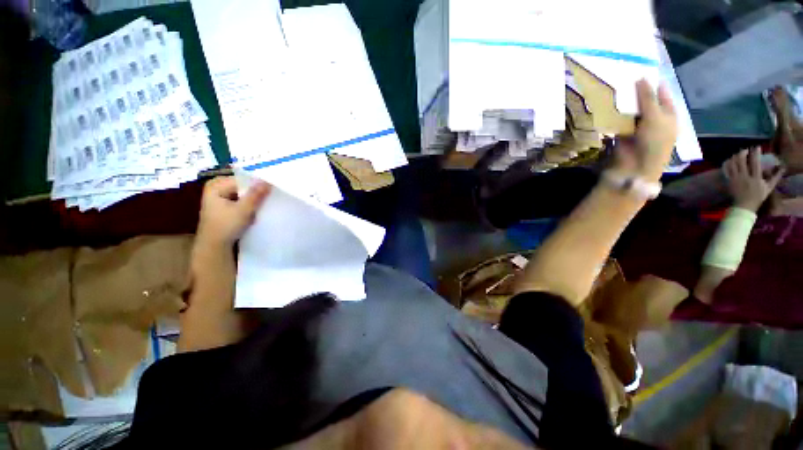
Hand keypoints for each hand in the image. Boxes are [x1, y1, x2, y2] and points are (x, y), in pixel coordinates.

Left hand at [196, 176, 270, 247]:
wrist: (214, 246)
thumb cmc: (225, 227)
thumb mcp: (243, 210)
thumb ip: (256, 195)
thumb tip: (268, 180)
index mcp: (216, 185)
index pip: (243, 180)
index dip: (258, 184)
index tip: (272, 190)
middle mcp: (216, 187)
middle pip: (243, 186)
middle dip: (256, 192)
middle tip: (270, 198)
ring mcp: (220, 197)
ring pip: (243, 193)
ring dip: (254, 199)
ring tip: (265, 205)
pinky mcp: (224, 205)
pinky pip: (241, 200)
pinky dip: (249, 204)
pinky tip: (256, 210)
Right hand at [613, 80, 677, 181]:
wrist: (636, 165)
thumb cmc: (654, 141)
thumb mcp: (655, 116)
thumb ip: (647, 98)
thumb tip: (641, 77)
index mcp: (668, 114)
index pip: (662, 94)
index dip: (654, 83)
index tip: (643, 70)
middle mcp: (654, 118)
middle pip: (646, 101)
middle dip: (637, 92)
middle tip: (626, 77)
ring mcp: (638, 125)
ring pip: (632, 109)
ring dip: (625, 102)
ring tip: (616, 87)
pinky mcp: (623, 132)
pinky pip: (620, 119)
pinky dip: (616, 113)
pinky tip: (610, 103)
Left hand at [724, 147, 784, 211]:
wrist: (745, 206)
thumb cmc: (758, 196)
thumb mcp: (769, 187)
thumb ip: (775, 177)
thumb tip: (782, 168)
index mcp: (756, 178)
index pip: (755, 163)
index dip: (755, 154)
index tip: (757, 147)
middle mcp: (745, 177)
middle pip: (742, 161)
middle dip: (743, 153)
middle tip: (746, 150)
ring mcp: (736, 179)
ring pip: (733, 164)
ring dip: (735, 157)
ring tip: (738, 154)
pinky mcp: (729, 181)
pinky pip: (726, 170)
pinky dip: (727, 163)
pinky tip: (729, 160)